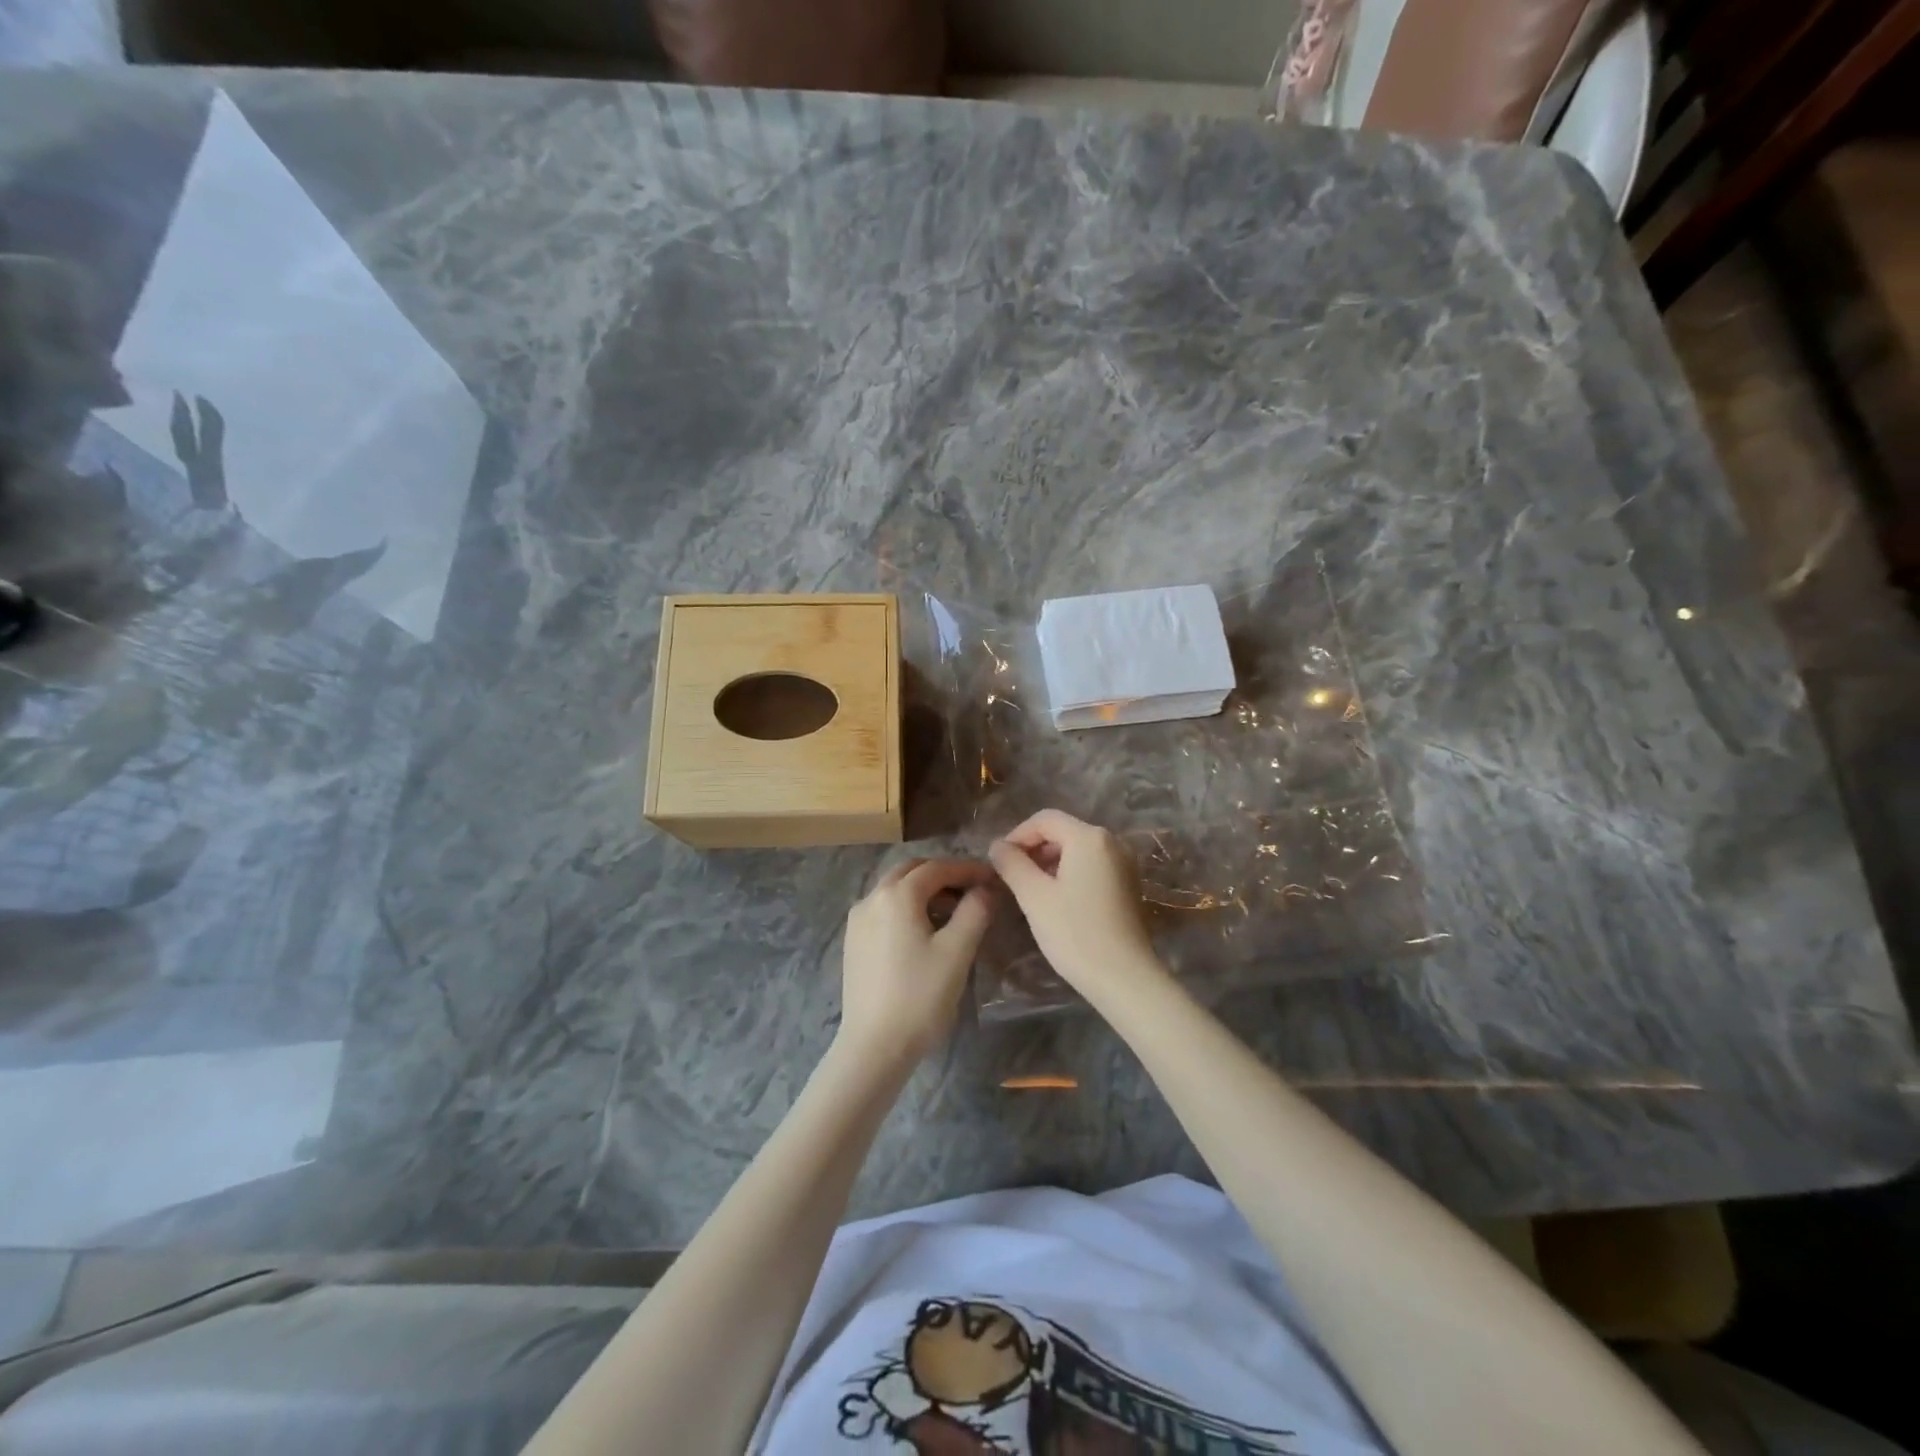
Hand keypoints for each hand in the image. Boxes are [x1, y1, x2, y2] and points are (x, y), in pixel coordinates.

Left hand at [838, 858, 995, 1063]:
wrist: (873, 1046)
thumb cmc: (920, 996)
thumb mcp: (957, 951)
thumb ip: (975, 911)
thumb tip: (985, 888)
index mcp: (897, 895)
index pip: (937, 868)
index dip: (968, 869)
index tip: (993, 878)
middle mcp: (872, 898)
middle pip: (912, 871)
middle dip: (943, 875)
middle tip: (973, 890)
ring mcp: (858, 920)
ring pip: (895, 889)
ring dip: (924, 891)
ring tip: (953, 912)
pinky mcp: (854, 941)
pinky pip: (884, 909)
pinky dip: (907, 907)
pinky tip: (924, 931)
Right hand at [987, 810, 1163, 999]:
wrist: (1125, 977)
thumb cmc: (1075, 933)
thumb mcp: (1034, 896)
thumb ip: (1012, 864)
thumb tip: (997, 846)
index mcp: (1089, 837)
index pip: (1044, 819)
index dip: (1017, 835)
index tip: (999, 862)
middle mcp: (1112, 841)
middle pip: (1063, 831)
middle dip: (1034, 849)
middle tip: (1012, 877)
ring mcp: (1125, 863)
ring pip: (1078, 849)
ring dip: (1050, 862)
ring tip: (1031, 890)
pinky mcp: (1129, 884)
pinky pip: (1093, 866)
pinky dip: (1071, 873)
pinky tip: (1058, 900)